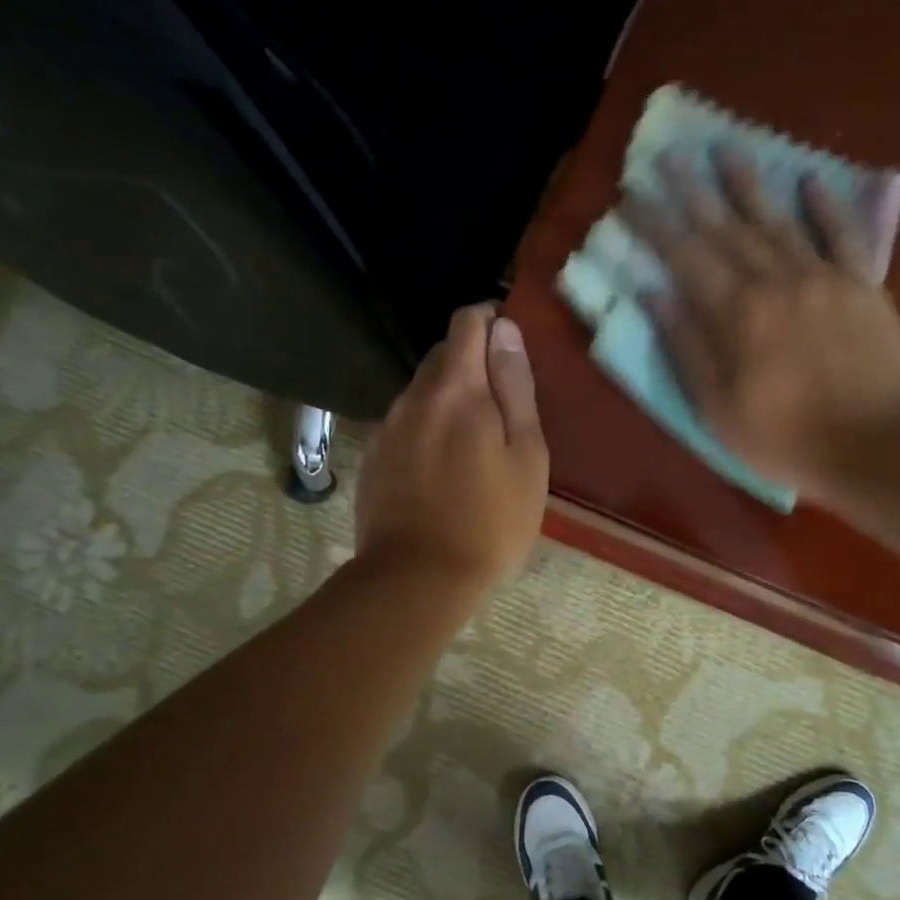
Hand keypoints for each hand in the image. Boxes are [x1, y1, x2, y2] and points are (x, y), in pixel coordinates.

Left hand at [355, 303, 548, 593]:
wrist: (417, 578)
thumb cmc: (491, 521)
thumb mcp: (526, 456)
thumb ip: (515, 387)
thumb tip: (505, 330)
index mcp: (458, 389)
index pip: (467, 323)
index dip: (490, 321)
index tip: (509, 346)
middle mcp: (415, 397)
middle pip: (442, 354)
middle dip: (471, 362)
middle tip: (500, 405)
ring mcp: (387, 427)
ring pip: (421, 390)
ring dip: (447, 397)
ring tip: (473, 441)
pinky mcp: (372, 457)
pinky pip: (404, 423)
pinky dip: (426, 427)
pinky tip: (441, 466)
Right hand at [620, 149, 899, 502]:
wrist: (878, 447)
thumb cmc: (785, 439)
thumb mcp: (717, 409)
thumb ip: (686, 346)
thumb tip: (653, 292)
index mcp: (735, 314)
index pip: (685, 256)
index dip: (656, 224)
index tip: (632, 195)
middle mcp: (775, 281)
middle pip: (726, 228)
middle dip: (693, 191)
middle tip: (669, 155)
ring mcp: (823, 277)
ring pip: (778, 220)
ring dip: (749, 184)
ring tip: (726, 149)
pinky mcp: (863, 285)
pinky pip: (842, 234)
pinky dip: (826, 206)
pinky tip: (810, 179)